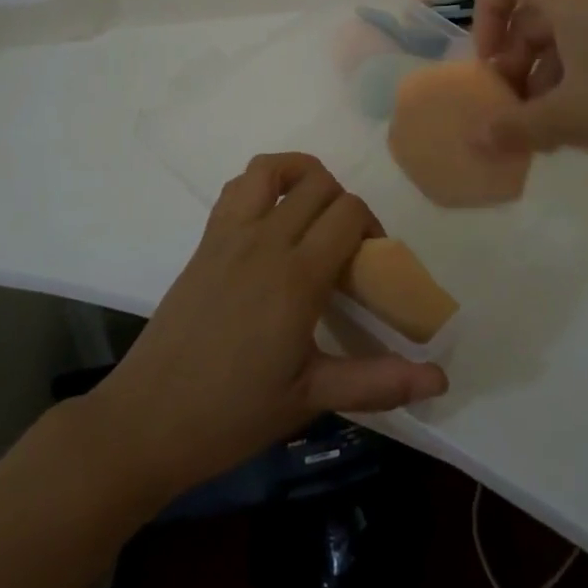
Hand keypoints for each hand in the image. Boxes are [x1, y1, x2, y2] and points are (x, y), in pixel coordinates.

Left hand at [87, 153, 447, 499]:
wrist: (148, 420)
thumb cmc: (233, 414)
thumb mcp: (310, 398)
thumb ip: (377, 381)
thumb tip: (440, 379)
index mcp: (297, 277)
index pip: (349, 213)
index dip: (371, 228)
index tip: (370, 265)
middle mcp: (266, 241)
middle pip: (320, 185)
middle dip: (345, 205)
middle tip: (346, 249)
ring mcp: (230, 234)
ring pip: (274, 168)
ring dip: (303, 176)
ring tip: (313, 213)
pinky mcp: (206, 239)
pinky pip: (238, 186)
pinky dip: (264, 182)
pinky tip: (271, 219)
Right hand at [473, 0, 587, 187]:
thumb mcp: (570, 121)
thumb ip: (514, 127)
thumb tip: (473, 139)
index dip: (486, 11)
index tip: (491, 63)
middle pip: (535, 2)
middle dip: (514, 50)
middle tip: (515, 103)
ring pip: (569, 24)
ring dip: (546, 65)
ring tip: (549, 121)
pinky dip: (581, 67)